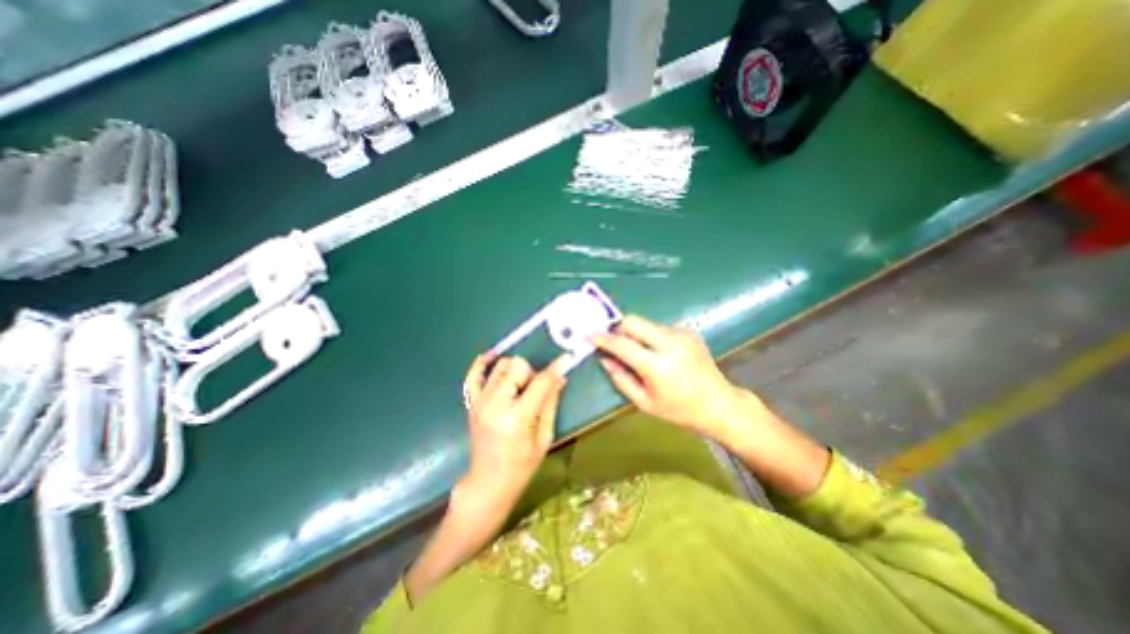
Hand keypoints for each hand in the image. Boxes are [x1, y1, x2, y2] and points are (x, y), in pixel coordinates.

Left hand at [457, 354, 568, 512]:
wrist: (488, 482)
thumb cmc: (521, 466)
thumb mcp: (544, 437)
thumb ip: (550, 403)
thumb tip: (560, 377)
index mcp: (517, 418)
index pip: (540, 382)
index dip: (555, 368)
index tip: (566, 358)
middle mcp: (495, 404)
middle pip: (517, 366)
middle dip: (531, 372)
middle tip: (536, 389)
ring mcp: (480, 402)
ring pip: (500, 366)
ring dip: (515, 370)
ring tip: (520, 385)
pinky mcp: (471, 403)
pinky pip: (473, 374)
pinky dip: (483, 363)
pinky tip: (493, 357)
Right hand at [592, 318, 758, 446]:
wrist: (719, 404)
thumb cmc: (679, 410)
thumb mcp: (644, 402)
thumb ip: (620, 378)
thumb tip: (604, 359)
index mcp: (658, 366)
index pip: (622, 344)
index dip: (603, 338)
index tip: (590, 335)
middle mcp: (670, 344)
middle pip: (633, 321)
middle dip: (618, 328)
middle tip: (614, 342)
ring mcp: (682, 334)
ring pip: (646, 323)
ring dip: (636, 334)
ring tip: (640, 353)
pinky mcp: (689, 331)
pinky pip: (660, 327)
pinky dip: (652, 336)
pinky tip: (659, 353)